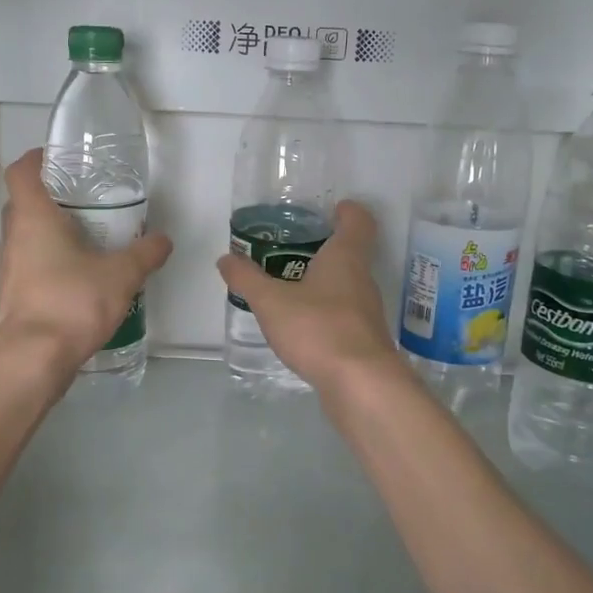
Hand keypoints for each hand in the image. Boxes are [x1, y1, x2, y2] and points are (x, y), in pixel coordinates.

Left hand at [0, 149, 172, 375]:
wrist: (33, 359)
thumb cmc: (72, 301)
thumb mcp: (121, 274)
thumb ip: (144, 254)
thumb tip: (163, 240)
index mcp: (33, 217)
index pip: (21, 171)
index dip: (37, 159)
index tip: (61, 160)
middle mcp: (14, 237)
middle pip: (24, 203)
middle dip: (52, 197)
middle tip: (86, 200)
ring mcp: (10, 268)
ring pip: (28, 237)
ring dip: (52, 233)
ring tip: (90, 238)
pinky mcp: (15, 295)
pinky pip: (32, 265)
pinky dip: (52, 262)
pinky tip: (81, 276)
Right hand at [215, 200, 401, 392]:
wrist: (361, 384)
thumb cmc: (319, 328)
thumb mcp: (271, 302)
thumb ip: (247, 279)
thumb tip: (226, 258)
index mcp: (346, 258)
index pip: (358, 221)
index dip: (348, 211)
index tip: (333, 208)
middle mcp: (362, 279)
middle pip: (351, 253)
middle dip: (326, 248)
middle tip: (294, 248)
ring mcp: (367, 312)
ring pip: (347, 286)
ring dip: (325, 283)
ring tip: (291, 287)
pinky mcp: (364, 341)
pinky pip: (344, 316)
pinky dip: (326, 313)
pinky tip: (302, 326)